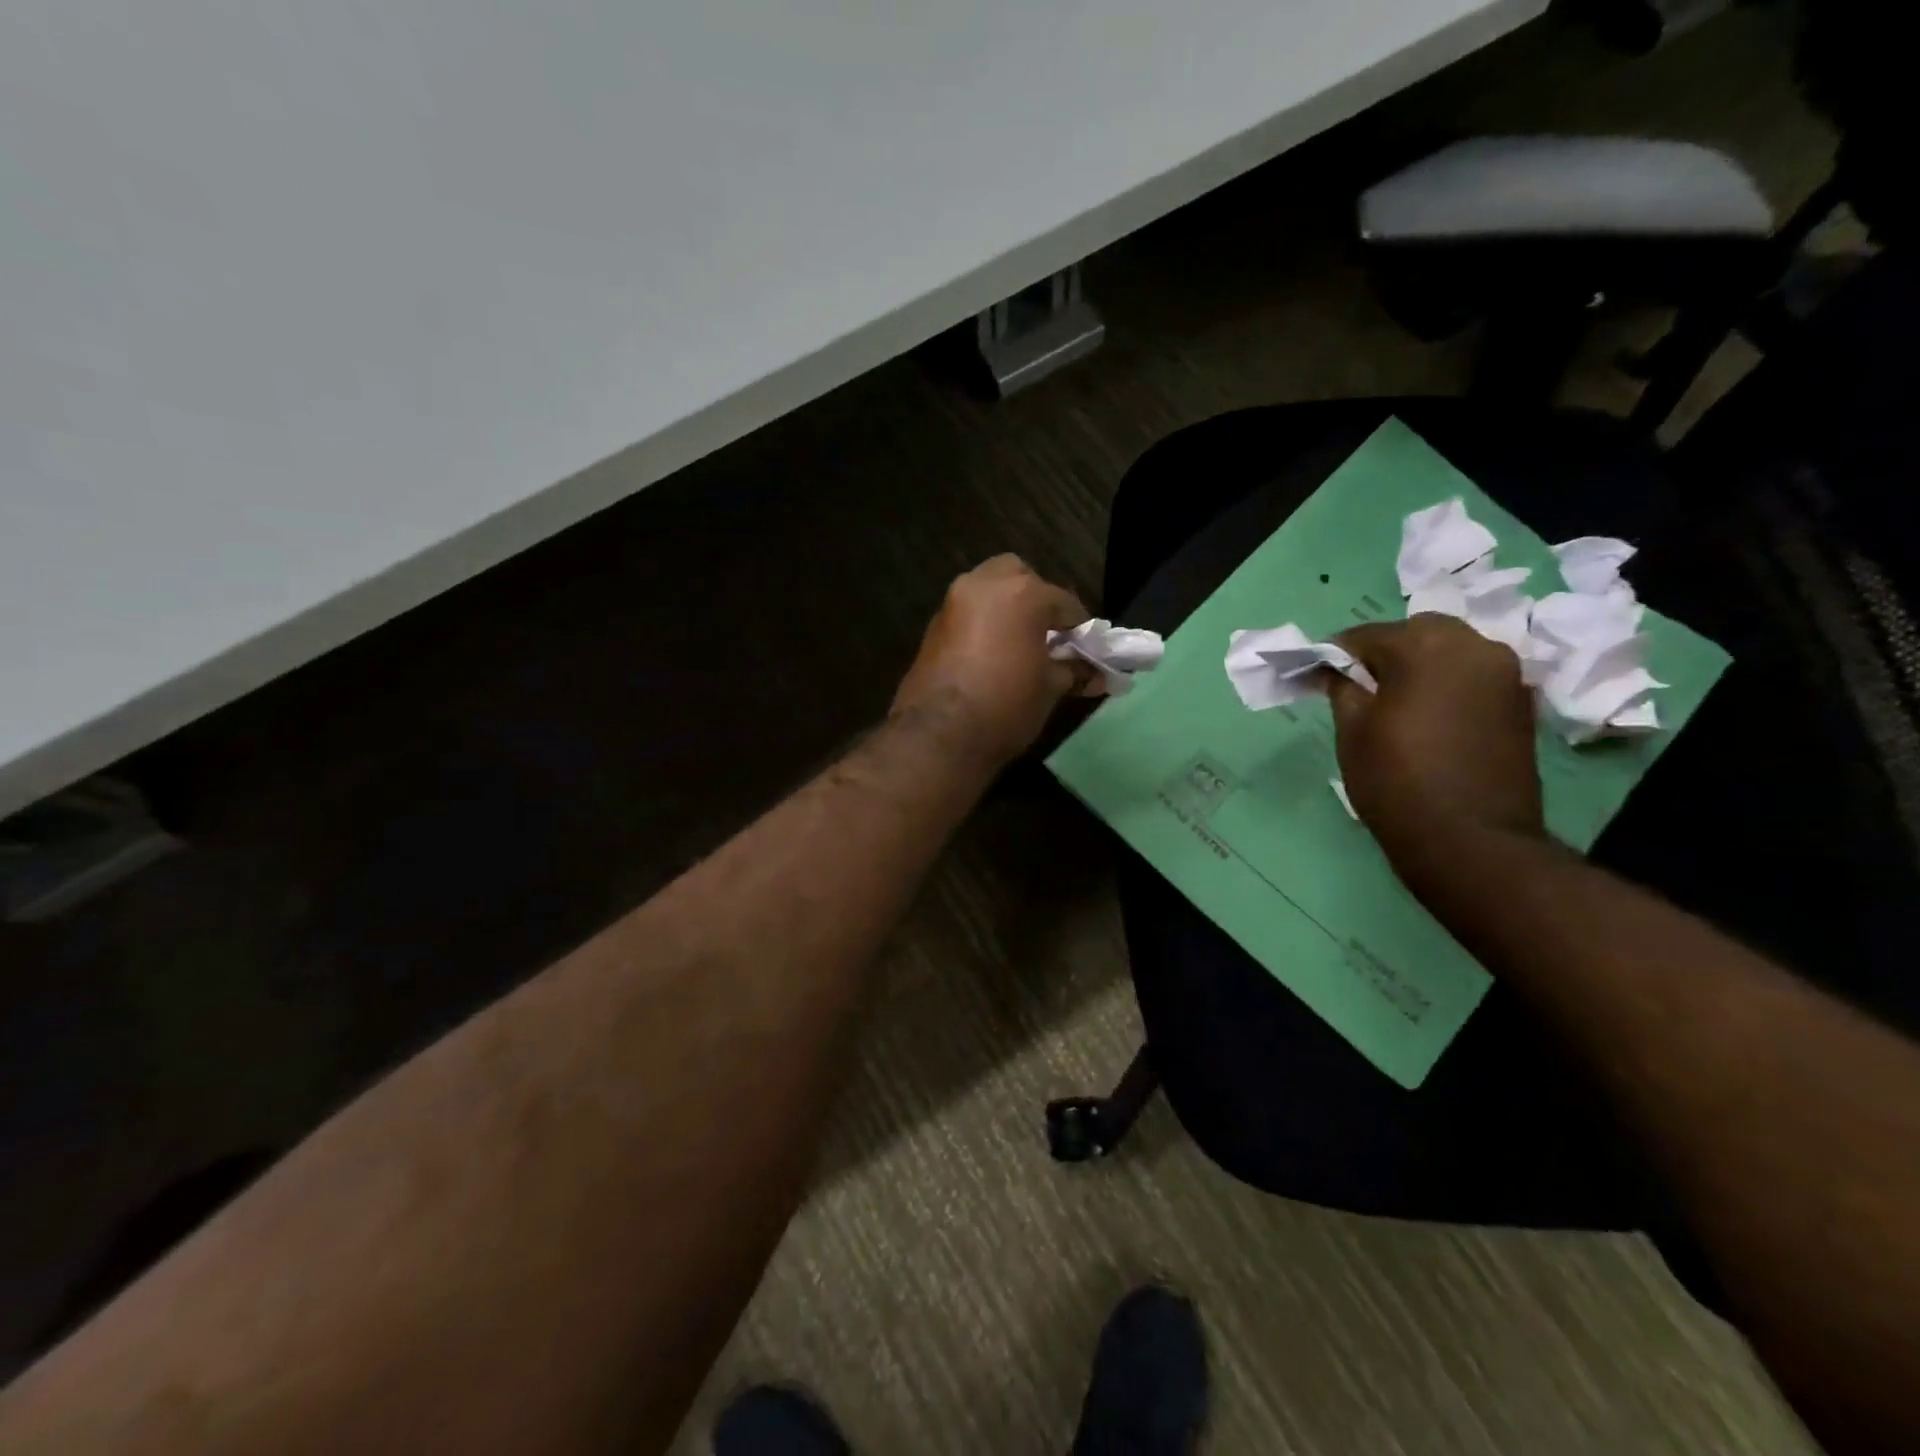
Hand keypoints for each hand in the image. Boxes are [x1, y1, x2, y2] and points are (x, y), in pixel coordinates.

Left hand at [891, 555, 1097, 764]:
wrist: (939, 736)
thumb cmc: (1006, 705)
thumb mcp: (1050, 688)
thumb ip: (1074, 671)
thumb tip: (1095, 675)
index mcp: (1022, 593)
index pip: (1066, 603)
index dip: (1081, 630)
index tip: (1087, 652)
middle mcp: (984, 585)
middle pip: (1019, 577)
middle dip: (1036, 599)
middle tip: (1048, 635)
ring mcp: (953, 603)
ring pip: (988, 590)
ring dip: (1006, 609)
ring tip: (1021, 646)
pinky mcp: (933, 627)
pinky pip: (967, 614)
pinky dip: (983, 625)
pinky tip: (992, 656)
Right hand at [1327, 614, 1544, 864]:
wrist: (1470, 840)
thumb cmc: (1396, 780)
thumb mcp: (1352, 732)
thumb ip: (1342, 688)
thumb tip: (1335, 669)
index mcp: (1424, 646)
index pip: (1365, 635)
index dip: (1336, 655)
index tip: (1319, 676)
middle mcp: (1473, 646)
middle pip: (1416, 633)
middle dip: (1385, 653)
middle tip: (1360, 688)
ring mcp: (1505, 674)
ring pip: (1451, 651)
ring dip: (1421, 666)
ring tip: (1397, 703)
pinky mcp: (1522, 703)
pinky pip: (1474, 677)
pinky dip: (1449, 685)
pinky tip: (1431, 717)